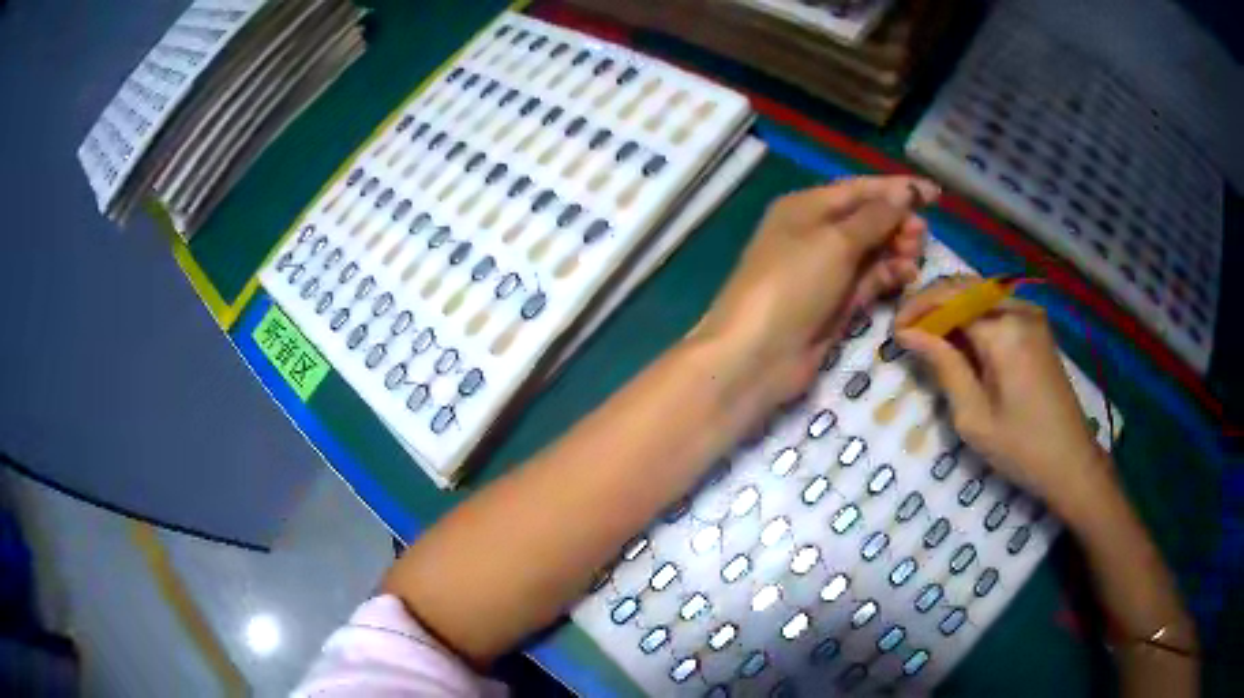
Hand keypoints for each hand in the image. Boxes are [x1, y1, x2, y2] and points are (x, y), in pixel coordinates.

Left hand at [692, 175, 938, 417]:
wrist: (757, 355)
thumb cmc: (793, 283)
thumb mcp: (835, 241)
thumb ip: (875, 217)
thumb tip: (905, 192)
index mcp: (805, 207)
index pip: (858, 189)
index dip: (896, 188)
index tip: (934, 194)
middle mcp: (815, 234)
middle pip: (867, 220)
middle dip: (897, 222)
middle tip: (921, 234)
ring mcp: (825, 272)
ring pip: (871, 251)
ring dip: (896, 249)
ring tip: (915, 255)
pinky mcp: (835, 305)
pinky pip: (868, 282)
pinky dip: (888, 276)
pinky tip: (907, 275)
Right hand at [894, 277, 1109, 510]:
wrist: (1071, 460)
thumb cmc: (1021, 448)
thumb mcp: (973, 416)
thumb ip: (943, 366)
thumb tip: (909, 333)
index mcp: (1004, 331)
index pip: (949, 299)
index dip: (917, 308)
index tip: (894, 331)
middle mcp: (1019, 309)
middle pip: (964, 286)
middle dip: (931, 303)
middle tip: (908, 332)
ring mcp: (1031, 314)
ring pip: (979, 292)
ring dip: (951, 308)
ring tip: (929, 337)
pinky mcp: (1037, 325)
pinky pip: (996, 305)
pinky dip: (972, 315)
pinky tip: (962, 340)